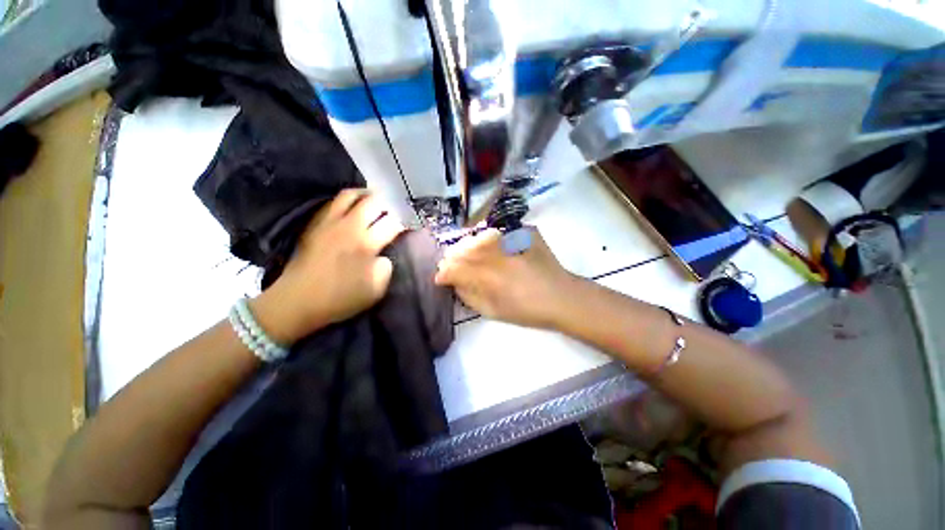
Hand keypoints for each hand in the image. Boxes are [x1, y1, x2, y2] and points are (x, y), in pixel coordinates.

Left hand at [251, 189, 404, 343]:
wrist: (297, 300)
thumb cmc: (340, 298)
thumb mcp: (375, 291)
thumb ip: (386, 269)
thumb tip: (384, 255)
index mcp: (366, 245)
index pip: (392, 224)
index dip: (403, 223)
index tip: (407, 226)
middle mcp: (349, 227)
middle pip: (374, 202)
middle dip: (388, 204)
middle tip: (394, 211)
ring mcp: (329, 222)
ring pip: (351, 195)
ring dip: (366, 194)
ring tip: (374, 200)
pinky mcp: (315, 224)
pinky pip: (333, 202)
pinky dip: (348, 200)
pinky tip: (352, 206)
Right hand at [434, 227, 577, 329]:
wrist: (562, 297)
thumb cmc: (527, 310)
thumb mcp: (492, 311)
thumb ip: (468, 295)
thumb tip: (454, 282)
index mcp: (487, 276)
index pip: (453, 268)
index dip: (443, 273)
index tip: (441, 278)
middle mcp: (496, 252)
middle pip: (463, 249)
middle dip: (453, 258)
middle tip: (453, 265)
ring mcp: (512, 238)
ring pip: (478, 237)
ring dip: (469, 246)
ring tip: (470, 255)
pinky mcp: (525, 231)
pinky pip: (500, 231)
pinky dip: (491, 239)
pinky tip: (495, 248)